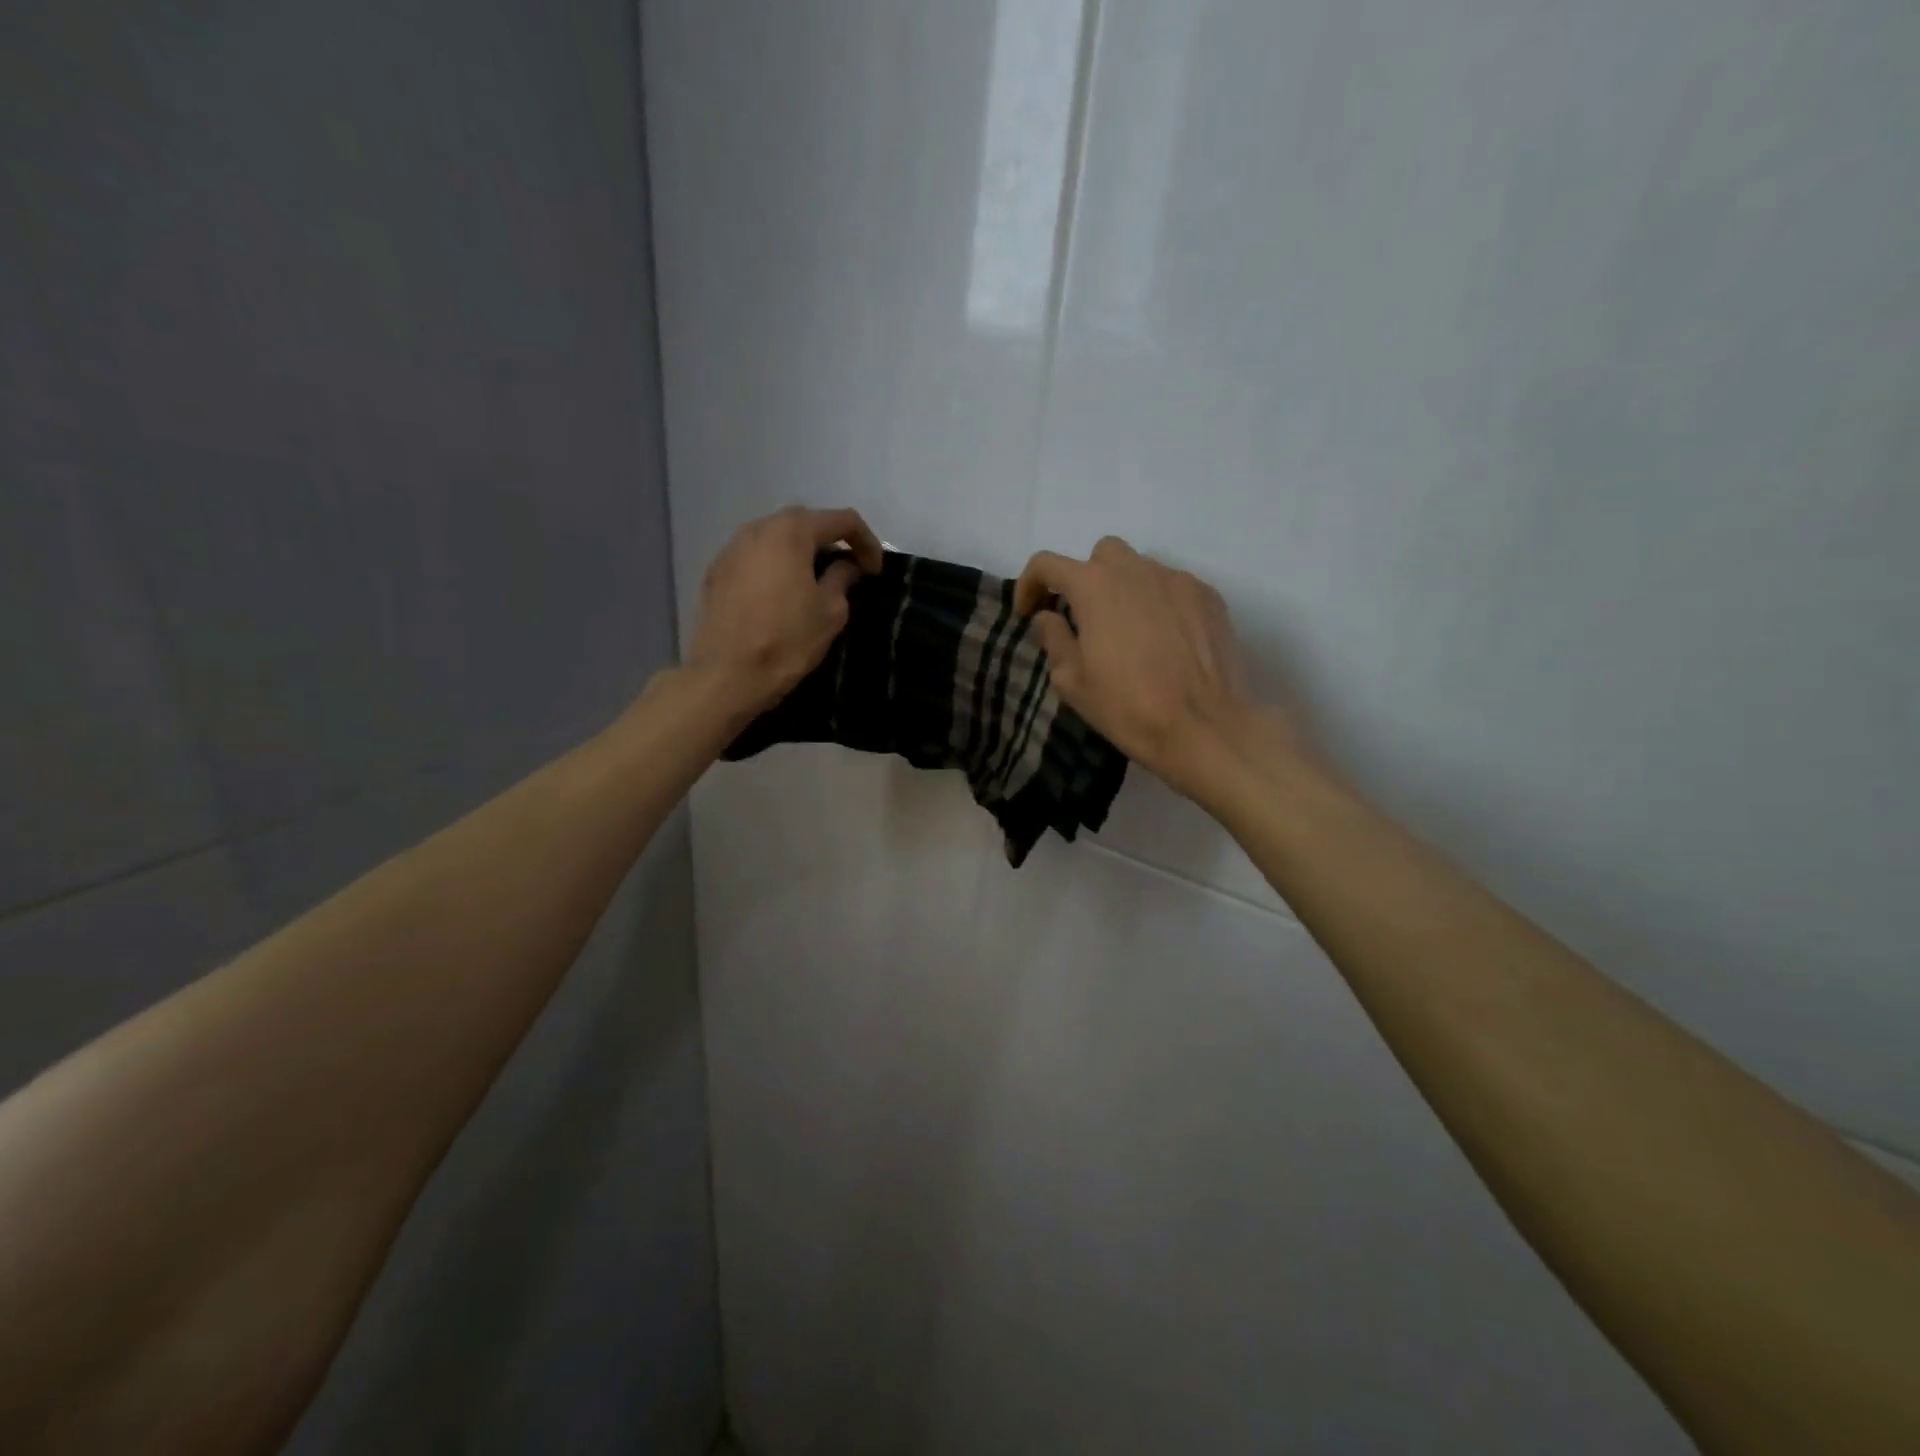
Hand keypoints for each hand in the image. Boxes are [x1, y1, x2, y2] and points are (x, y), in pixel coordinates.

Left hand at [689, 506, 883, 715]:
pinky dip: (775, 566)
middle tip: (849, 568)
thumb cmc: (787, 640)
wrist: (726, 675)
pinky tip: (782, 592)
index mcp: (791, 531)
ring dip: (800, 551)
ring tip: (815, 578)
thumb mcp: (830, 612)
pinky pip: (755, 558)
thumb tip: (845, 566)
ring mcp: (731, 548)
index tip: (875, 571)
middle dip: (831, 540)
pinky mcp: (716, 571)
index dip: (866, 541)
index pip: (842, 520)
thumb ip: (842, 578)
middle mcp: (758, 528)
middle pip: (804, 522)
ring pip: (776, 538)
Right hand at [1014, 537, 1302, 799]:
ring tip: (1128, 632)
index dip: (1029, 585)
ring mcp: (1178, 580)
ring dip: (1124, 590)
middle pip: (1101, 555)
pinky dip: (1159, 603)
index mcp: (1094, 587)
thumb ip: (1054, 640)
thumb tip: (1049, 617)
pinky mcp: (1209, 597)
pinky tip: (1164, 640)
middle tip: (1084, 619)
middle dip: (1085, 579)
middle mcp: (1136, 570)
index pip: (1047, 564)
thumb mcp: (1073, 683)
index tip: (1028, 613)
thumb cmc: (1128, 708)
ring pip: (1141, 568)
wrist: (1205, 728)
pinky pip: (1173, 587)